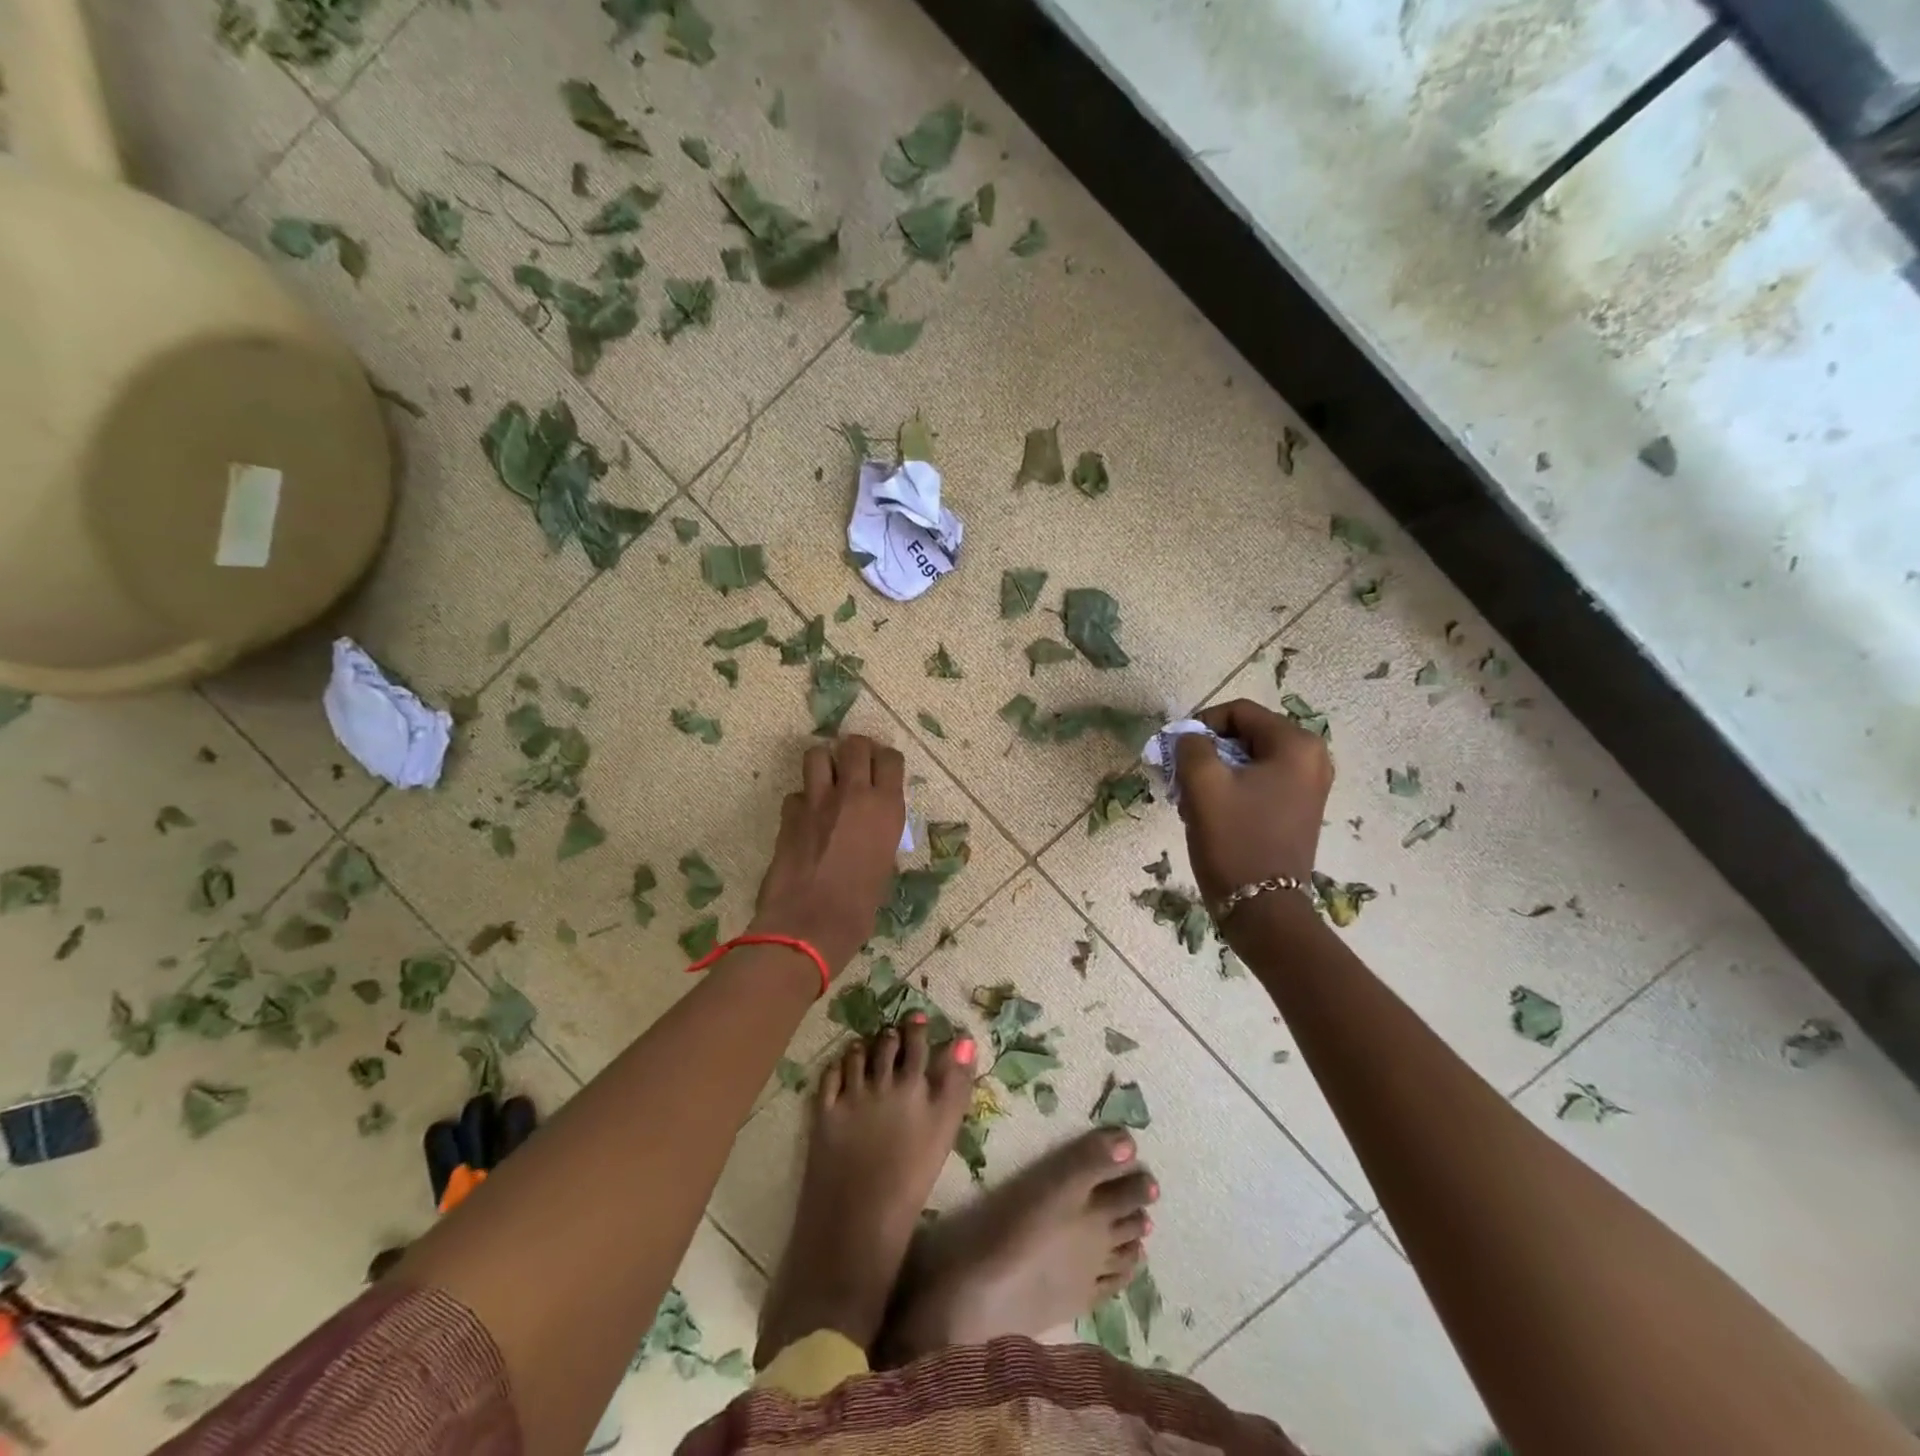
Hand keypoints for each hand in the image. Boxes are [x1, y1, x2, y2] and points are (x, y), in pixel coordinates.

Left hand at [750, 735, 905, 974]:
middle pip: (855, 744)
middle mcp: (854, 794)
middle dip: (855, 749)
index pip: (891, 759)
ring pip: (817, 754)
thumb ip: (879, 835)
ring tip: (826, 780)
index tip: (881, 769)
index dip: (885, 760)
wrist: (809, 925)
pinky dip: (801, 801)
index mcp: (887, 808)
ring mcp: (818, 801)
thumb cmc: (859, 908)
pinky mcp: (789, 813)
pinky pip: (796, 793)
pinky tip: (804, 818)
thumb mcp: (884, 866)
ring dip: (823, 763)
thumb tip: (871, 827)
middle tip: (853, 764)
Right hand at [1173, 700, 1333, 905]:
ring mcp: (1310, 785)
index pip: (1239, 712)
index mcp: (1296, 745)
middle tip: (1183, 777)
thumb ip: (1190, 746)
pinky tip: (1212, 811)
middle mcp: (1312, 758)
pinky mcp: (1300, 808)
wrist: (1262, 909)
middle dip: (1209, 751)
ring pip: (1250, 760)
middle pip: (1246, 734)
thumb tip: (1188, 736)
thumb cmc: (1234, 840)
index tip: (1177, 752)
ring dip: (1216, 772)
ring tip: (1194, 799)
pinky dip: (1232, 788)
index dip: (1201, 725)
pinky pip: (1260, 781)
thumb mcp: (1203, 784)